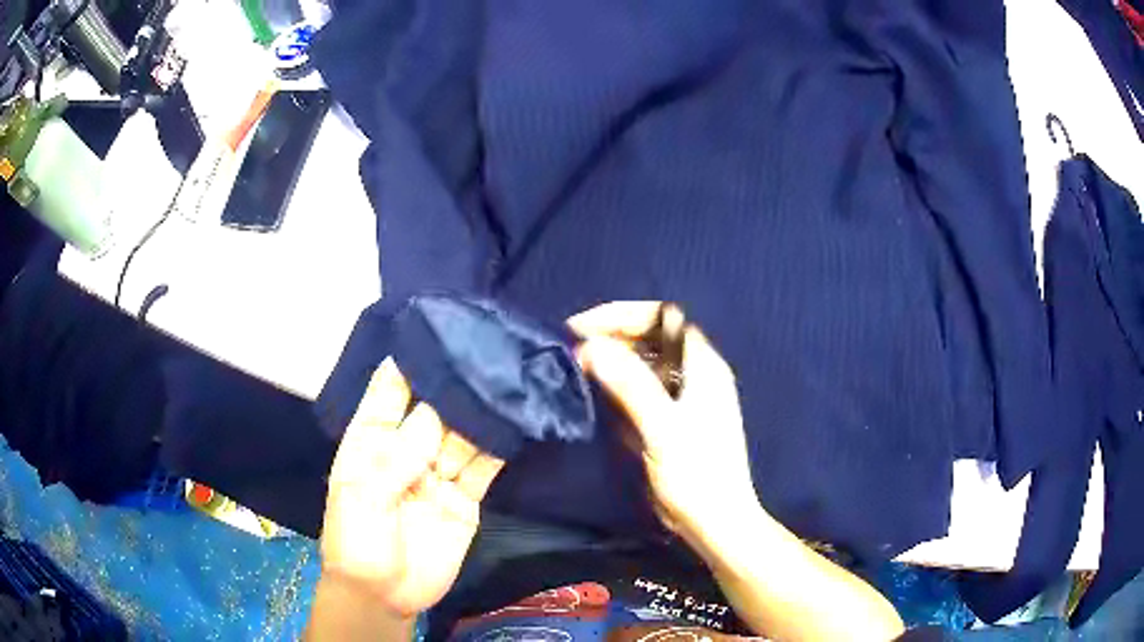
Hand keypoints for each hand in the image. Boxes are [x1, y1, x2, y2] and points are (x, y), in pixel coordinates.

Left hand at [319, 358, 504, 617]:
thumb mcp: (363, 498)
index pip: (387, 394)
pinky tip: (514, 421)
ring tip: (506, 379)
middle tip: (482, 351)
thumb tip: (436, 413)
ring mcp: (437, 473)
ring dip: (480, 412)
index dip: (405, 365)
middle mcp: (406, 450)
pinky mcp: (465, 498)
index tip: (430, 330)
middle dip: (452, 385)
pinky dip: (498, 446)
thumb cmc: (356, 543)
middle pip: (431, 410)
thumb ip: (398, 458)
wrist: (385, 596)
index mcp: (370, 443)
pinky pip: (484, 467)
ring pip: (462, 434)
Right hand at [569, 302, 759, 550]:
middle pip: (652, 337)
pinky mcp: (676, 418)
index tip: (581, 329)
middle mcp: (697, 373)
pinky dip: (620, 384)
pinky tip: (600, 395)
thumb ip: (630, 385)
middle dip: (612, 336)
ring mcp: (687, 396)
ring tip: (579, 369)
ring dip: (613, 360)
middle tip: (573, 351)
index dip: (620, 315)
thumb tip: (590, 346)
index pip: (661, 318)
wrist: (716, 522)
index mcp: (703, 365)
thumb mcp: (662, 429)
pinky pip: (645, 388)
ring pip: (646, 362)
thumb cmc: (696, 476)